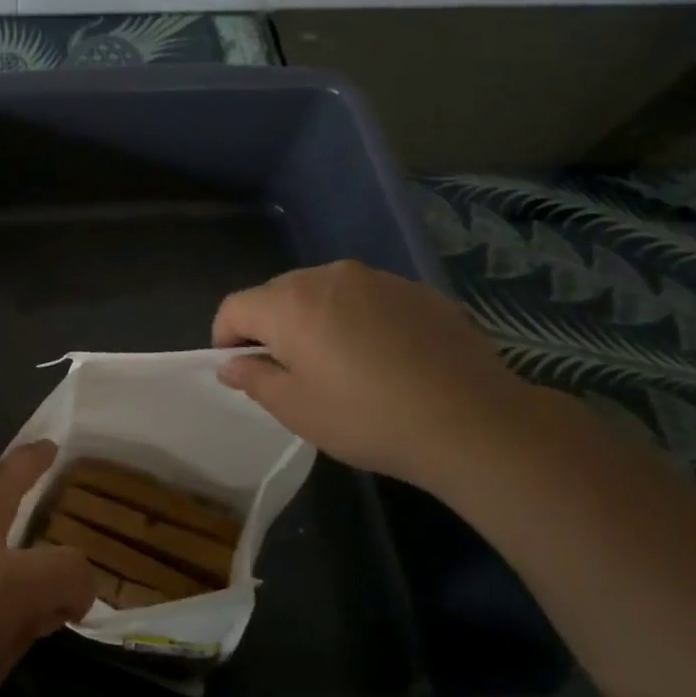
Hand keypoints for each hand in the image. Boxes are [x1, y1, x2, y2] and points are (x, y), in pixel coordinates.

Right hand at [213, 261, 532, 490]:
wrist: (470, 420)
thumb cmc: (365, 417)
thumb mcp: (294, 408)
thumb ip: (253, 379)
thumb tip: (231, 364)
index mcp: (289, 303)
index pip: (234, 307)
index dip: (225, 338)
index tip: (240, 371)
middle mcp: (328, 276)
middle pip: (277, 294)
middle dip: (270, 327)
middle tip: (288, 372)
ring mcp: (378, 279)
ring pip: (324, 293)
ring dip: (314, 321)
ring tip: (338, 365)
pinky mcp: (417, 291)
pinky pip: (366, 299)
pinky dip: (356, 320)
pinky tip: (382, 359)